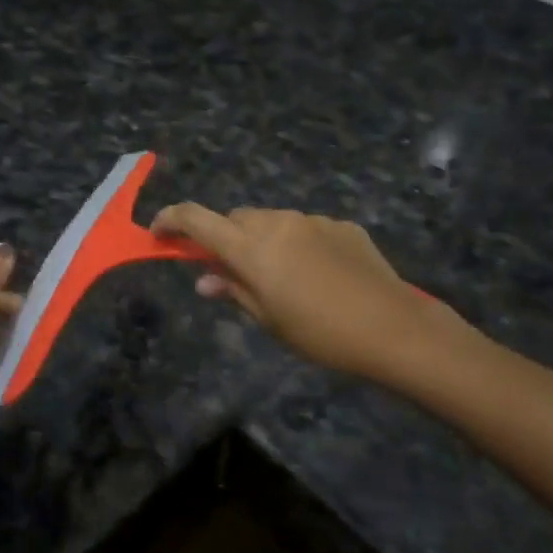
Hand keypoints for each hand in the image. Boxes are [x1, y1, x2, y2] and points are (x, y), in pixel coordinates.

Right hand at [152, 204, 467, 387]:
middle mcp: (277, 222)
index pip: (197, 219)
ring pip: (271, 221)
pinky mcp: (342, 225)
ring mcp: (312, 220)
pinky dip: (297, 243)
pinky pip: (305, 228)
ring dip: (262, 240)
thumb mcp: (268, 319)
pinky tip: (317, 274)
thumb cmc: (320, 334)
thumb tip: (205, 280)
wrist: (394, 329)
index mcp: (251, 247)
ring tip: (280, 277)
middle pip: (236, 219)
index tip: (158, 232)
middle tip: (231, 271)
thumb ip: (233, 291)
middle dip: (226, 238)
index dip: (171, 219)